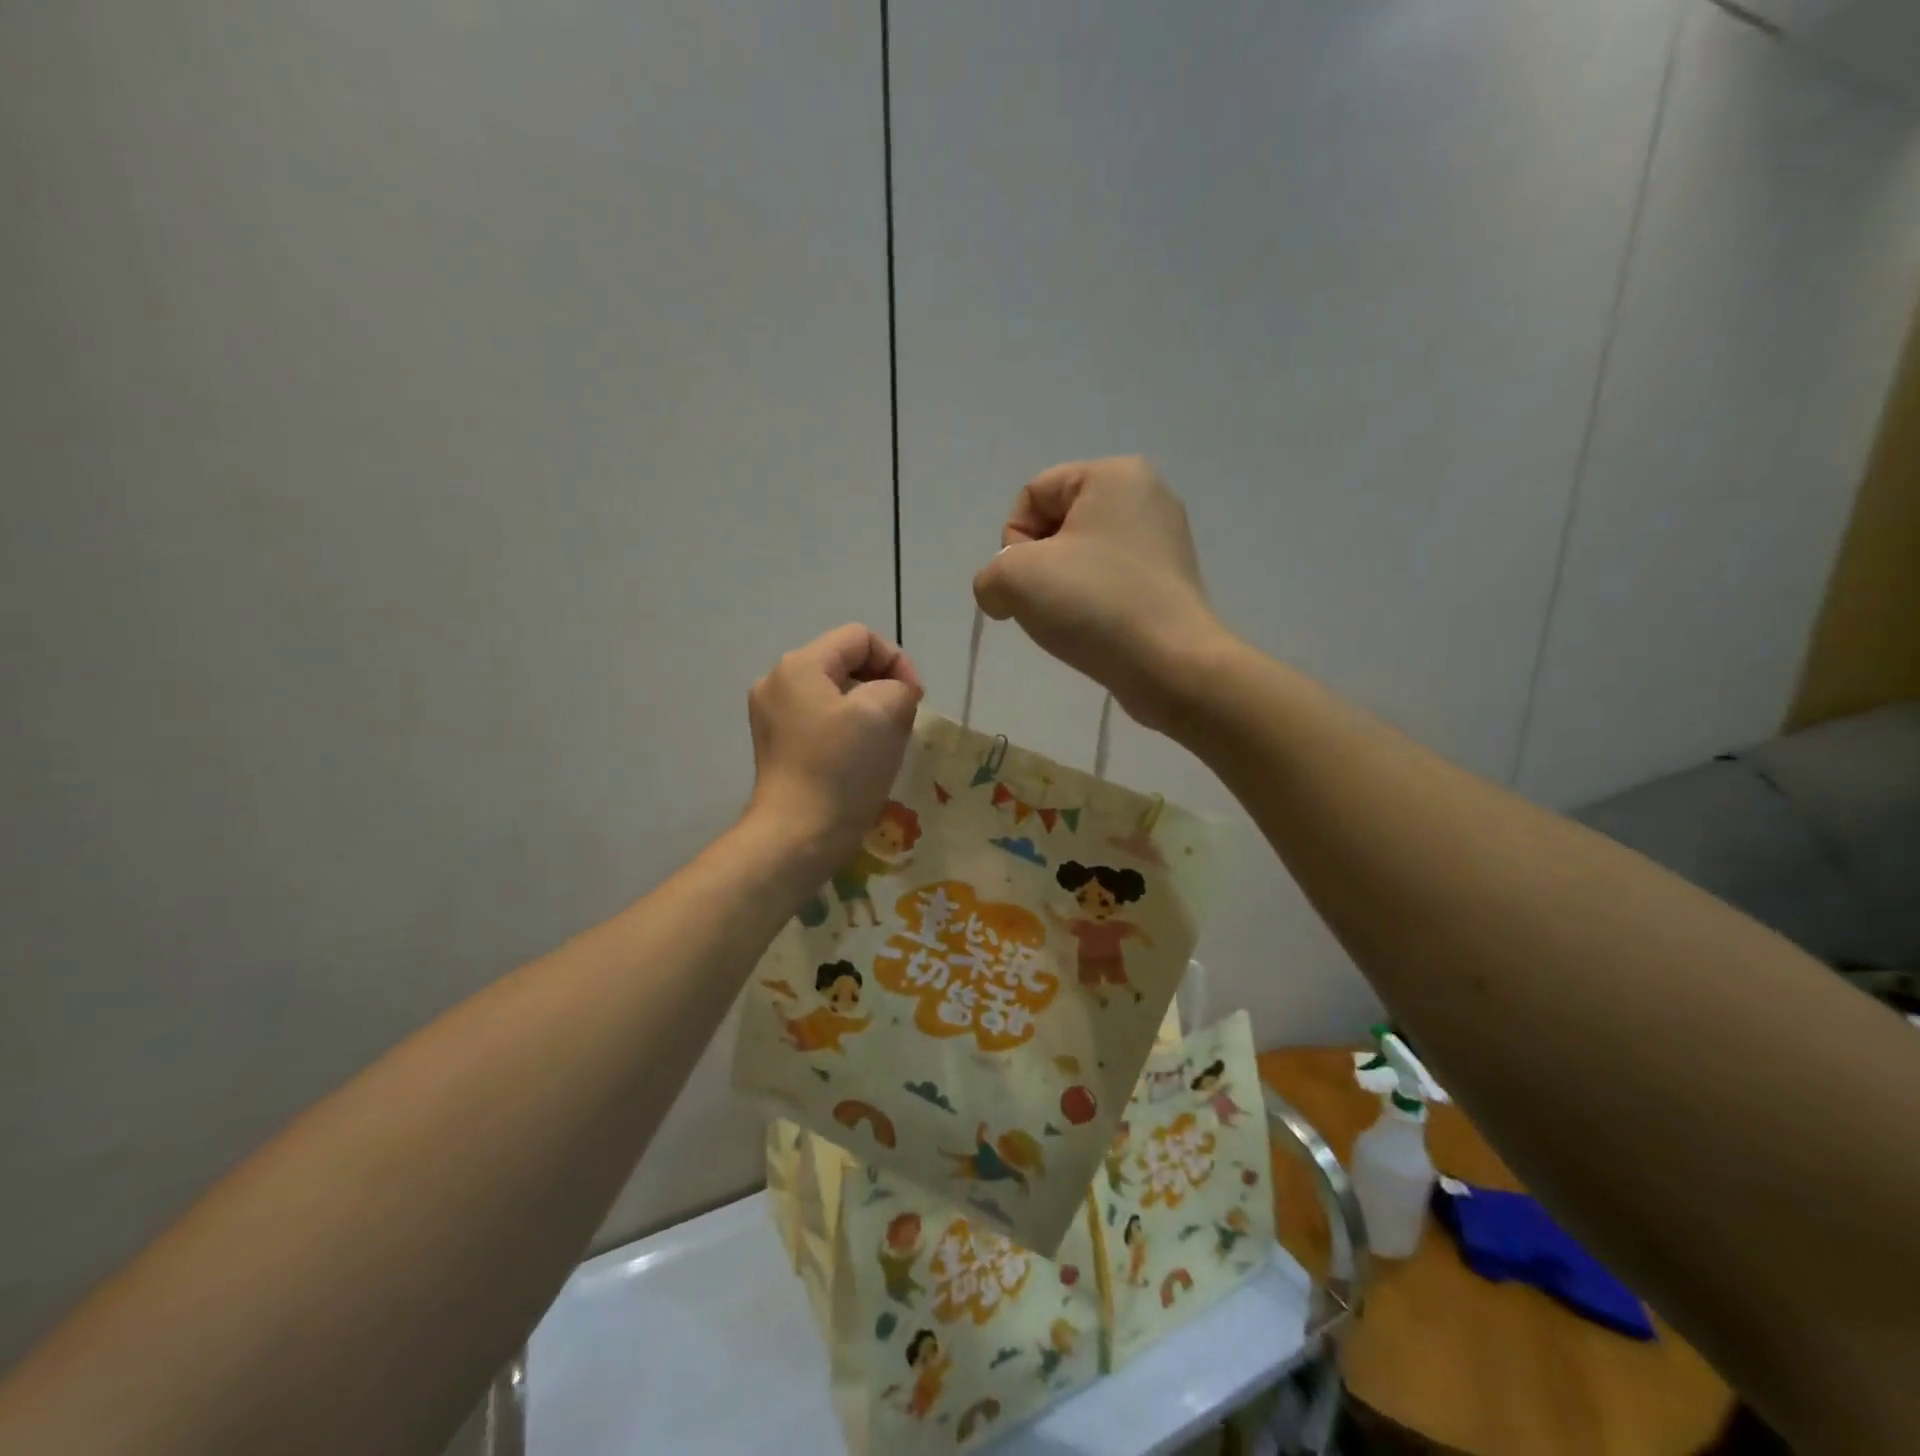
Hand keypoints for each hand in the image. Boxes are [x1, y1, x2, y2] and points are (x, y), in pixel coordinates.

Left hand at [747, 624, 923, 868]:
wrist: (797, 837)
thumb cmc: (841, 769)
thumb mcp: (886, 711)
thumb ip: (898, 686)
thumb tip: (892, 696)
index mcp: (799, 665)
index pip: (860, 638)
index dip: (897, 661)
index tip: (916, 700)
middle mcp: (777, 682)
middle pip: (844, 663)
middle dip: (882, 686)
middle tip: (903, 722)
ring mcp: (771, 716)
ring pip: (834, 694)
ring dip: (867, 711)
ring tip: (884, 743)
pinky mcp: (775, 746)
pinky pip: (820, 721)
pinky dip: (846, 731)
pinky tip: (859, 760)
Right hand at [972, 457, 1224, 728]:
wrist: (1171, 666)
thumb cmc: (1095, 604)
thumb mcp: (1014, 578)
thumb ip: (989, 576)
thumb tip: (1002, 595)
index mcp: (1114, 474)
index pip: (1033, 496)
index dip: (1014, 542)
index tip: (1027, 582)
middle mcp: (1146, 495)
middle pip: (1058, 525)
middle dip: (1038, 567)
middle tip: (1047, 604)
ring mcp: (1164, 540)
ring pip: (1082, 558)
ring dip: (1062, 590)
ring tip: (1073, 622)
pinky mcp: (1170, 582)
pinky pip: (1110, 582)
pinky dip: (1093, 605)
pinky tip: (1097, 631)